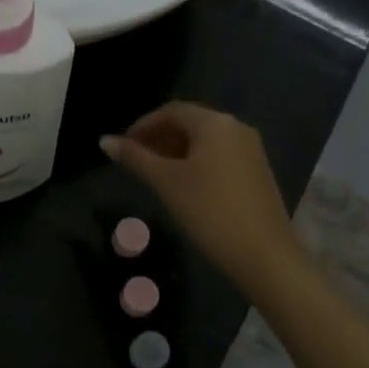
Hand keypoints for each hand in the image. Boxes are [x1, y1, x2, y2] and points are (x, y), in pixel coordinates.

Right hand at [102, 102, 302, 291]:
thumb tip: (104, 141)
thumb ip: (135, 158)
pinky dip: (196, 162)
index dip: (142, 126)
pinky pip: (219, 155)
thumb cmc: (209, 212)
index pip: (170, 111)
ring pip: (204, 141)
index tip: (122, 146)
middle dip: (158, 137)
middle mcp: (236, 127)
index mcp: (214, 123)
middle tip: (134, 159)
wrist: (264, 255)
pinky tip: (182, 184)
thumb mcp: (166, 183)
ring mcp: (250, 149)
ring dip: (175, 150)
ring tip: (153, 173)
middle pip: (189, 123)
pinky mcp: (257, 171)